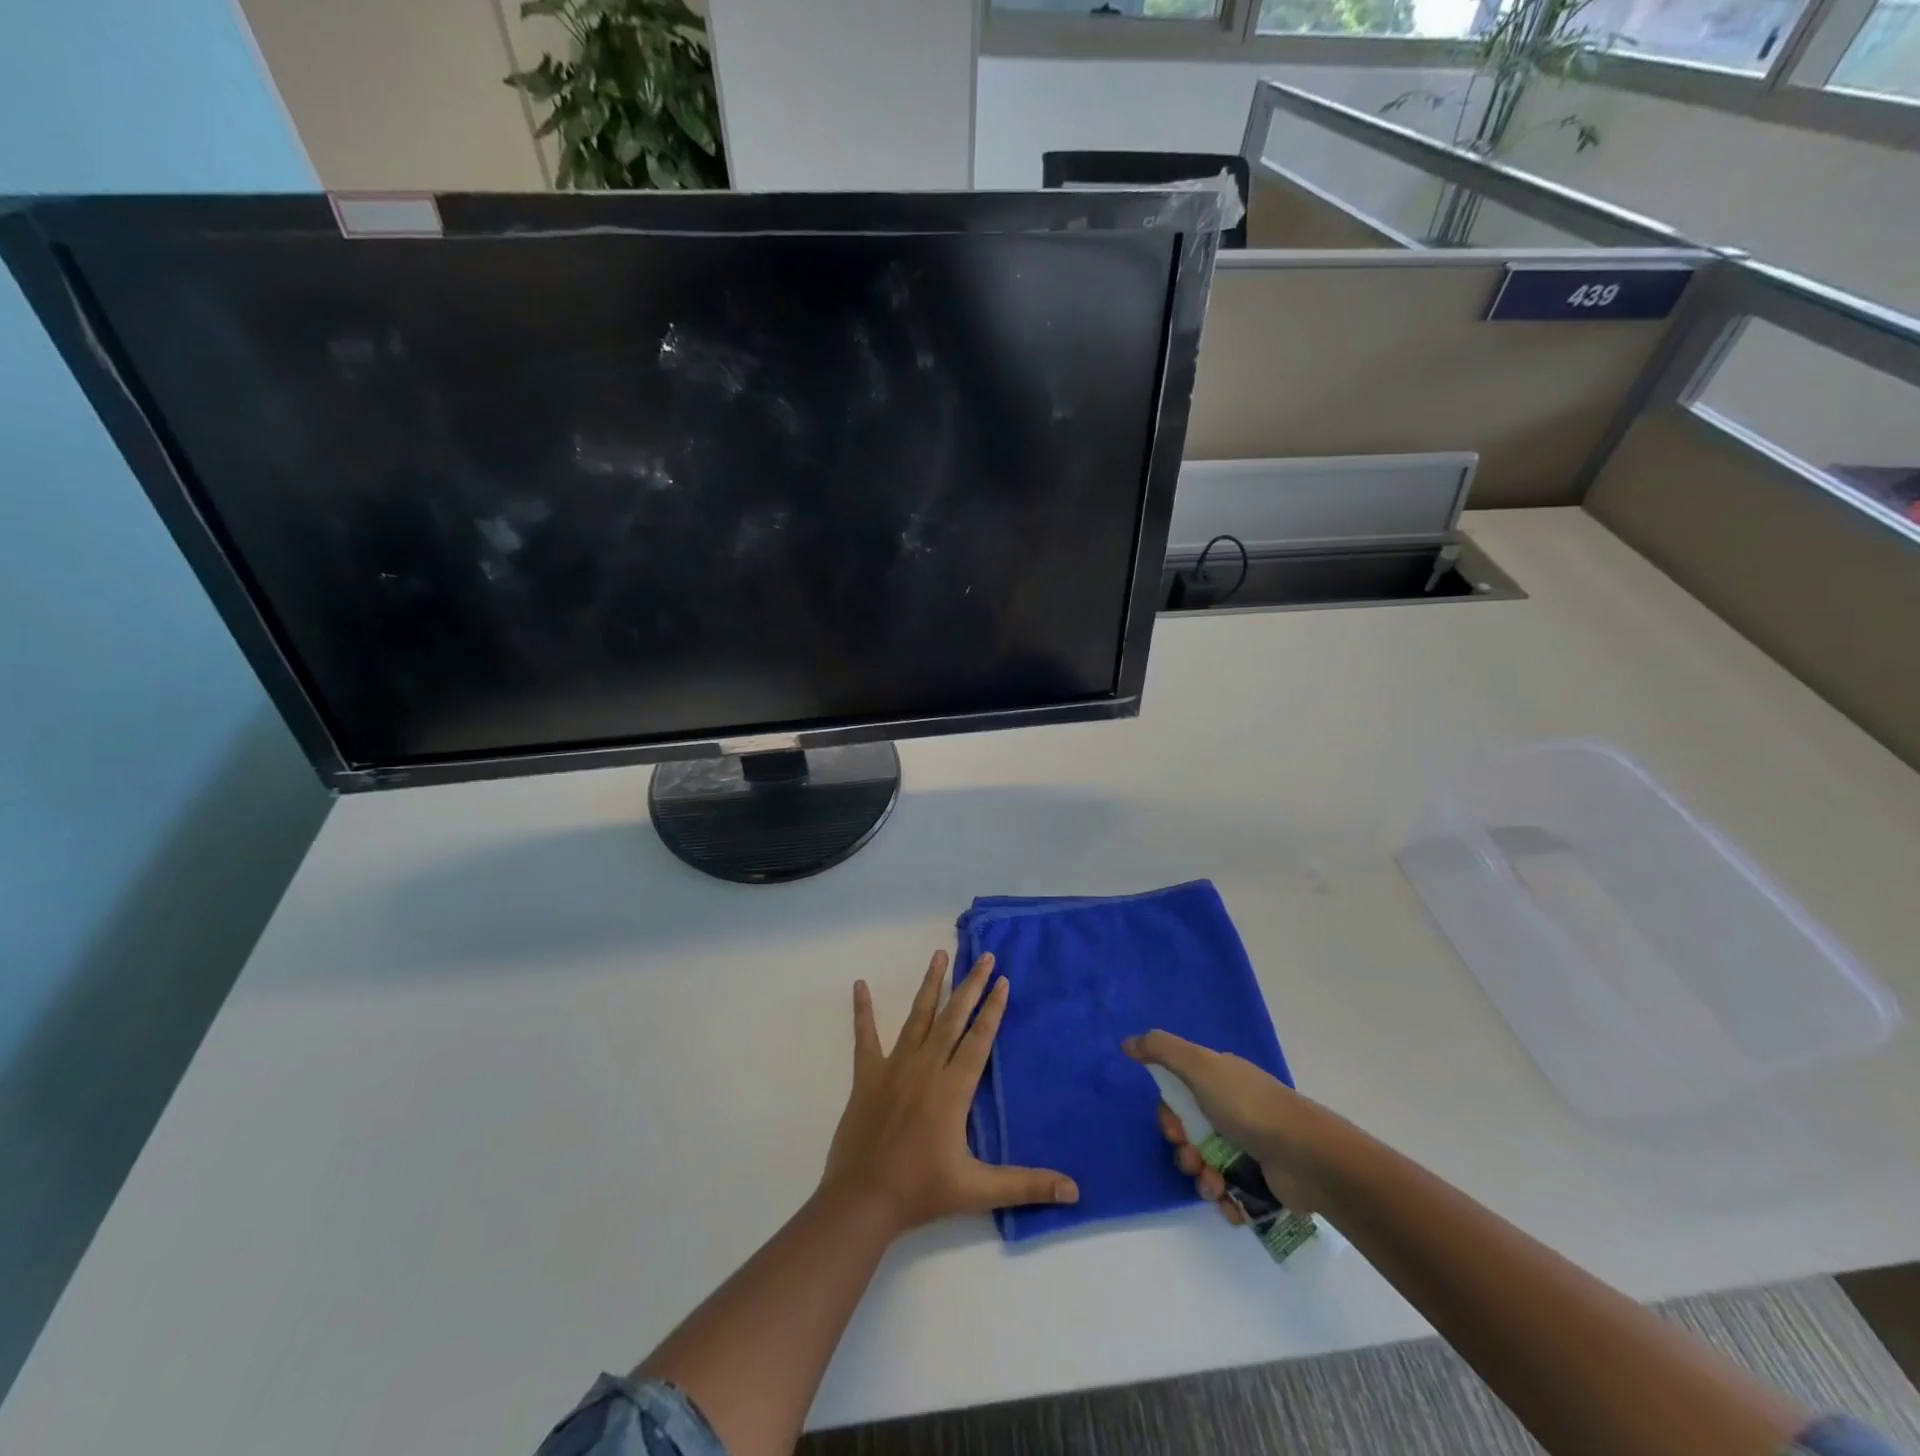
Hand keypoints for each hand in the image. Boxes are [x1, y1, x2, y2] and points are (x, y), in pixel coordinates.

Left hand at [821, 950, 1078, 1235]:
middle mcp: (926, 1067)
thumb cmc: (921, 1191)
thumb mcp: (978, 1190)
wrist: (863, 1200)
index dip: (993, 1008)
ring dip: (931, 984)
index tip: (1003, 979)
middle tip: (984, 956)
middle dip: (971, 985)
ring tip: (940, 954)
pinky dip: (863, 1010)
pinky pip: (865, 1035)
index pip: (979, 1039)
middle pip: (953, 1017)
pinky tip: (860, 985)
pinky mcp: (867, 1074)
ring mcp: (894, 1066)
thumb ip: (1026, 1184)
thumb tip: (1074, 1191)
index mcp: (952, 1088)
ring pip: (917, 1016)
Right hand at [1123, 1029, 1329, 1220]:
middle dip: (1185, 1151)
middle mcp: (1232, 1110)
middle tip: (1195, 1159)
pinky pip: (1230, 1194)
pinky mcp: (1262, 1182)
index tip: (1174, 1128)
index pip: (1178, 1097)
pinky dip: (1226, 1201)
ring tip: (1217, 1186)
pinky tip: (1232, 1202)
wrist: (1306, 1156)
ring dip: (1204, 1180)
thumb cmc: (1248, 1106)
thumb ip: (1162, 1050)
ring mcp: (1249, 1147)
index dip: (1169, 1116)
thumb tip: (1127, 1043)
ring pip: (1207, 1166)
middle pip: (1190, 1134)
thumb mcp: (1200, 1066)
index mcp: (1219, 1081)